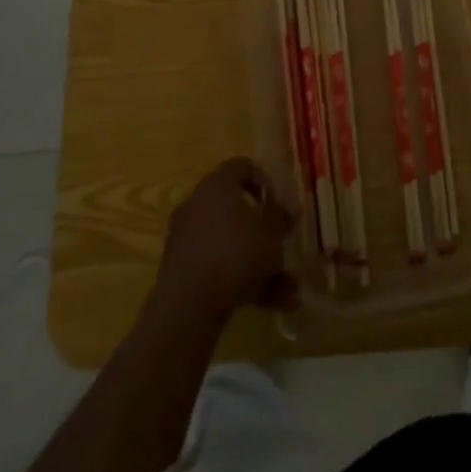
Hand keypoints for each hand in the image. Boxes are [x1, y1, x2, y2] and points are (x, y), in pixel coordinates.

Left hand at [155, 158, 297, 323]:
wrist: (189, 304)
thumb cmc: (236, 253)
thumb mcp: (271, 232)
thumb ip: (280, 217)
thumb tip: (286, 209)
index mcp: (217, 186)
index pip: (241, 166)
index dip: (264, 181)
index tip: (278, 204)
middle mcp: (197, 205)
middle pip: (236, 210)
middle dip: (264, 233)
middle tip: (282, 246)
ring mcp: (186, 239)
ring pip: (231, 245)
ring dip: (260, 265)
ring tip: (289, 291)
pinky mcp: (181, 271)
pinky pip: (218, 268)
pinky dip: (243, 282)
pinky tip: (271, 305)